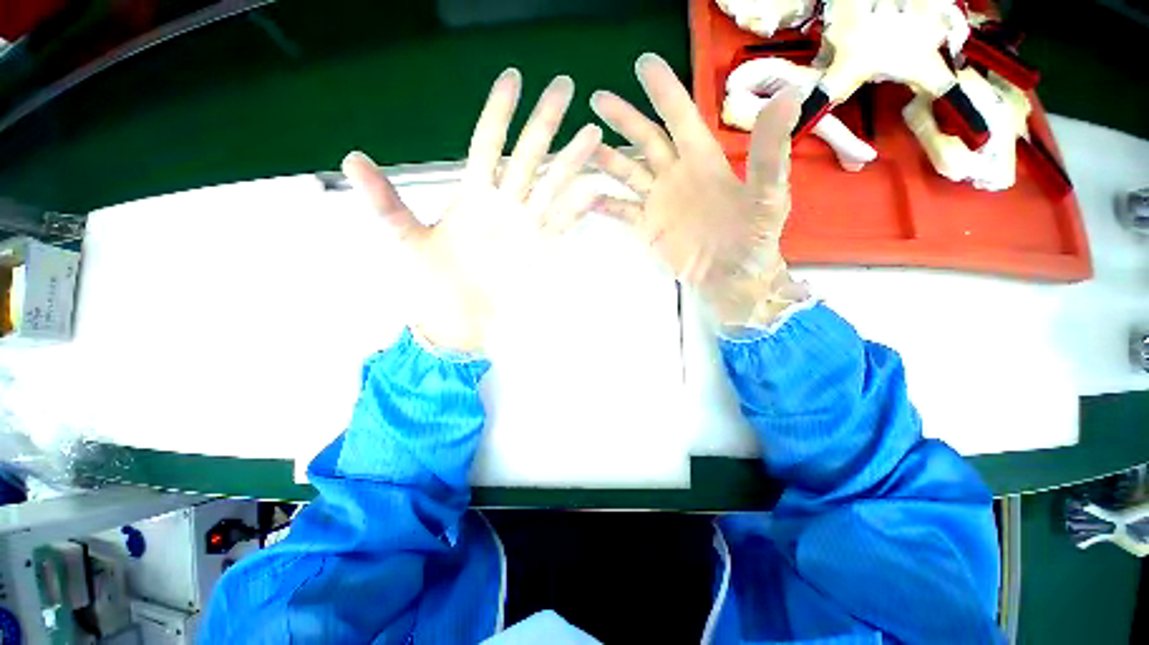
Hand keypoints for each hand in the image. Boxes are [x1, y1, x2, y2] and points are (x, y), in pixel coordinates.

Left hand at [343, 70, 601, 351]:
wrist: (455, 319)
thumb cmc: (430, 280)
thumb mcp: (405, 239)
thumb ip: (385, 201)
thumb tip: (350, 157)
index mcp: (472, 197)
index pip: (487, 144)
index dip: (499, 113)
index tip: (514, 77)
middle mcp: (503, 206)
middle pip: (527, 156)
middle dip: (545, 122)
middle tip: (566, 86)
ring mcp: (524, 228)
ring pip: (550, 186)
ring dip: (570, 162)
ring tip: (592, 134)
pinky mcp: (538, 251)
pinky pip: (561, 225)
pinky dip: (577, 209)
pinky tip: (594, 191)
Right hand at [590, 53, 807, 327]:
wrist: (731, 275)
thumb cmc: (752, 236)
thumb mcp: (768, 195)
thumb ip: (768, 152)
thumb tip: (787, 95)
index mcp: (702, 160)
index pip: (680, 117)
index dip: (664, 90)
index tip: (644, 64)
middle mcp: (675, 175)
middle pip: (645, 140)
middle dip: (623, 119)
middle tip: (596, 99)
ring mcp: (658, 202)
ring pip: (627, 173)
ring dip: (606, 159)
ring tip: (583, 147)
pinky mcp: (646, 227)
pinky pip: (621, 211)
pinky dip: (605, 205)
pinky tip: (587, 197)